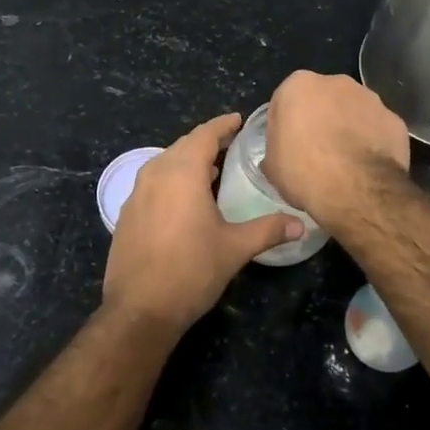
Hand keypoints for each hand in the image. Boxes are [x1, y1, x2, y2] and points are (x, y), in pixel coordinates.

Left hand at [102, 113, 304, 330]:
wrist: (139, 309)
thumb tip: (301, 224)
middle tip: (231, 144)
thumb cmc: (191, 271)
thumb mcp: (235, 248)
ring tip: (213, 169)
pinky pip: (153, 182)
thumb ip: (268, 230)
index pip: (204, 135)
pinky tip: (185, 198)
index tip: (238, 120)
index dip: (222, 125)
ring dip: (188, 161)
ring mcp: (136, 194)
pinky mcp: (128, 213)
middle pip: (183, 146)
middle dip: (206, 142)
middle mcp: (155, 174)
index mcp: (182, 173)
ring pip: (165, 163)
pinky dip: (172, 179)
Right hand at [263, 71, 409, 229]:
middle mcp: (336, 82)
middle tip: (316, 153)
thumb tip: (282, 154)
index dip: (285, 125)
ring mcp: (370, 98)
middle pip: (323, 100)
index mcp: (299, 85)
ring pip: (353, 111)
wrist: (357, 190)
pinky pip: (377, 129)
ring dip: (348, 128)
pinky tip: (367, 167)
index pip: (285, 101)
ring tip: (345, 162)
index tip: (288, 148)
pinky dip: (373, 142)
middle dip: (320, 119)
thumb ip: (276, 149)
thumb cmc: (304, 172)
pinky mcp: (395, 119)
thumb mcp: (272, 166)